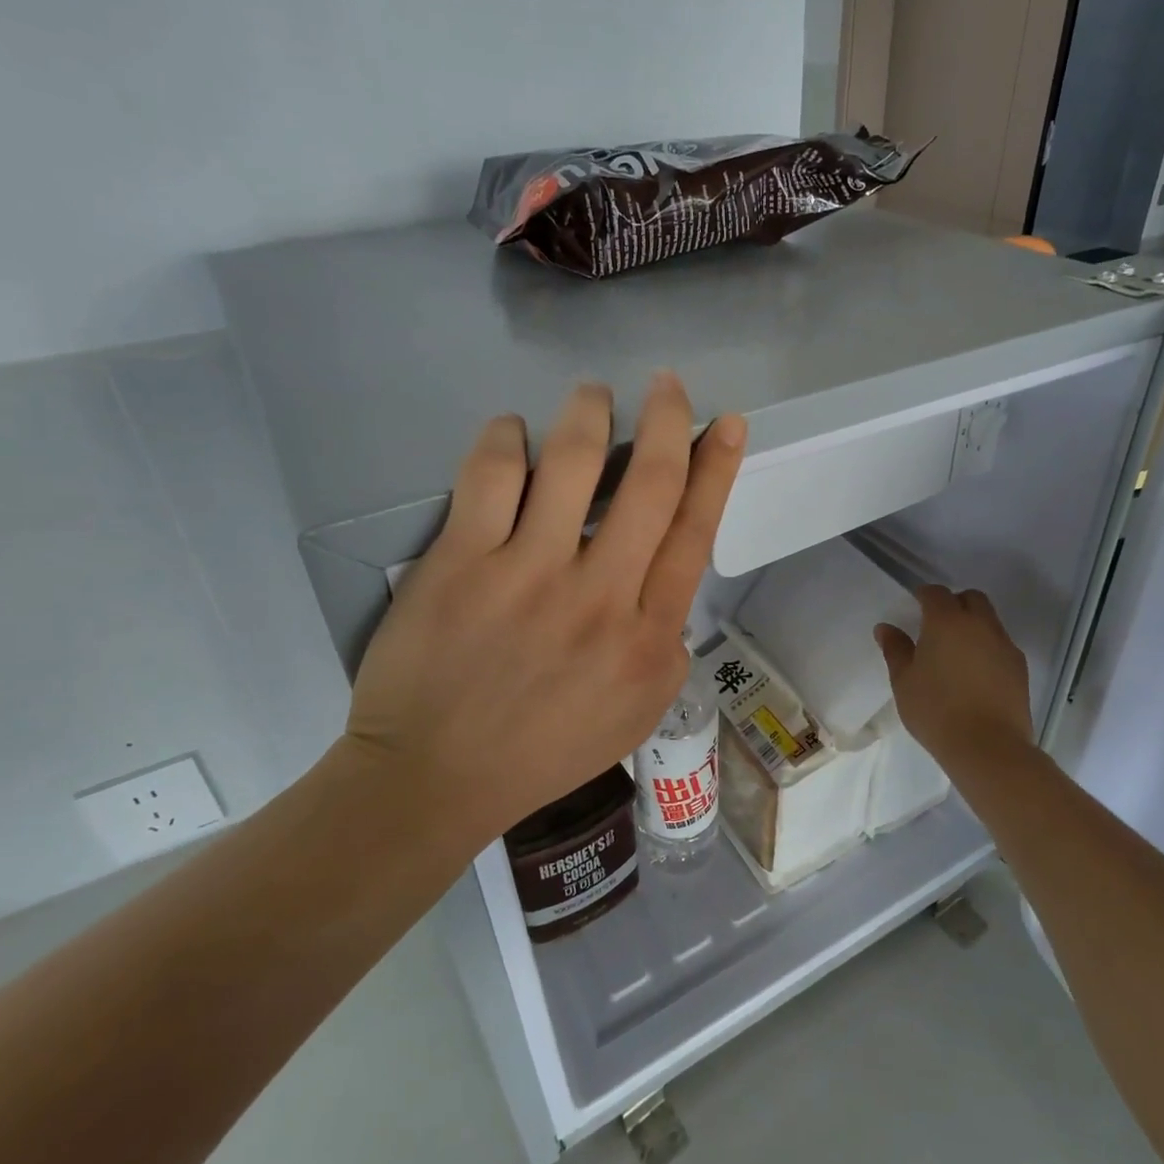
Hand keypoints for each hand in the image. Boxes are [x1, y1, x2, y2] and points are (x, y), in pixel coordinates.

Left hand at [342, 375, 746, 845]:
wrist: (436, 778)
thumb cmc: (544, 750)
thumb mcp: (637, 710)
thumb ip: (663, 640)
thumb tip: (665, 572)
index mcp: (647, 636)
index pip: (695, 531)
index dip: (717, 468)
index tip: (727, 424)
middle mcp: (599, 596)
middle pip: (649, 482)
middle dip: (667, 419)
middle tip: (666, 384)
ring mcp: (528, 575)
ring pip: (572, 460)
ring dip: (589, 412)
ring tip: (593, 396)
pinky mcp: (461, 562)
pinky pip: (492, 473)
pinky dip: (506, 436)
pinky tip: (511, 433)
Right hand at [875, 587, 1032, 775]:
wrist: (988, 747)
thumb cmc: (936, 710)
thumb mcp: (904, 681)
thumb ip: (895, 649)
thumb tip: (886, 628)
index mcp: (947, 621)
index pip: (936, 593)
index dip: (924, 595)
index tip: (915, 606)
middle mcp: (980, 625)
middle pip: (971, 598)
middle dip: (954, 603)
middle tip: (937, 625)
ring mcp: (1004, 645)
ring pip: (989, 621)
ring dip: (973, 625)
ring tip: (957, 652)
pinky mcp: (1020, 667)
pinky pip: (1001, 645)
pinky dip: (987, 647)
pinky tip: (975, 673)